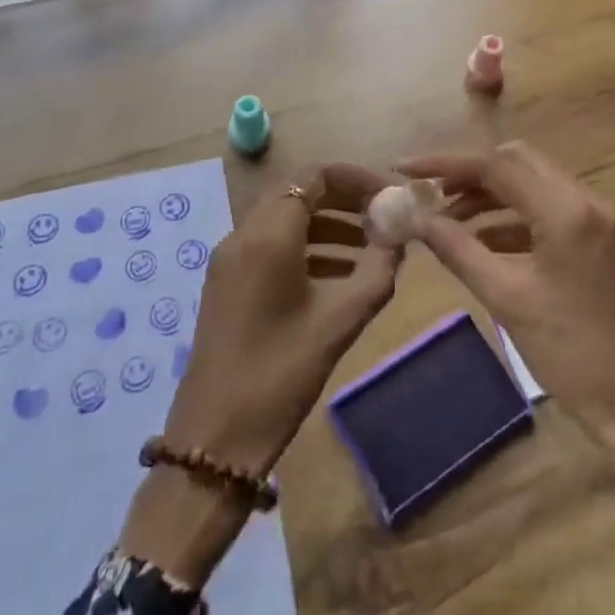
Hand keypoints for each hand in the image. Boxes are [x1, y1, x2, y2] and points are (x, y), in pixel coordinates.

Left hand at [162, 162, 400, 474]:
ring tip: (371, 249)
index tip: (389, 198)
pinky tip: (339, 275)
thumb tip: (400, 237)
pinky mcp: (227, 282)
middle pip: (299, 193)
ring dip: (328, 224)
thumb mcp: (341, 320)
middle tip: (384, 219)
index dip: (357, 179)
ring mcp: (230, 258)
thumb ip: (378, 270)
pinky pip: (271, 245)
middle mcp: (243, 234)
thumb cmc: (282, 373)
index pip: (315, 176)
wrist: (215, 438)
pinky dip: (307, 247)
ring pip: (285, 219)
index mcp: (268, 234)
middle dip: (345, 201)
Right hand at [398, 142, 614, 574]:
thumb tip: (417, 219)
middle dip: (470, 174)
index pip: (497, 165)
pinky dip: (512, 216)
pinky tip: (481, 240)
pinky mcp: (599, 237)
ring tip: (447, 220)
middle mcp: (587, 199)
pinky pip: (547, 208)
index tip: (406, 169)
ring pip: (532, 182)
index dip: (446, 164)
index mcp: (567, 210)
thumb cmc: (571, 353)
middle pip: (517, 162)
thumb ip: (458, 249)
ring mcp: (598, 217)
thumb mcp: (505, 298)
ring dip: (489, 194)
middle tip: (430, 195)